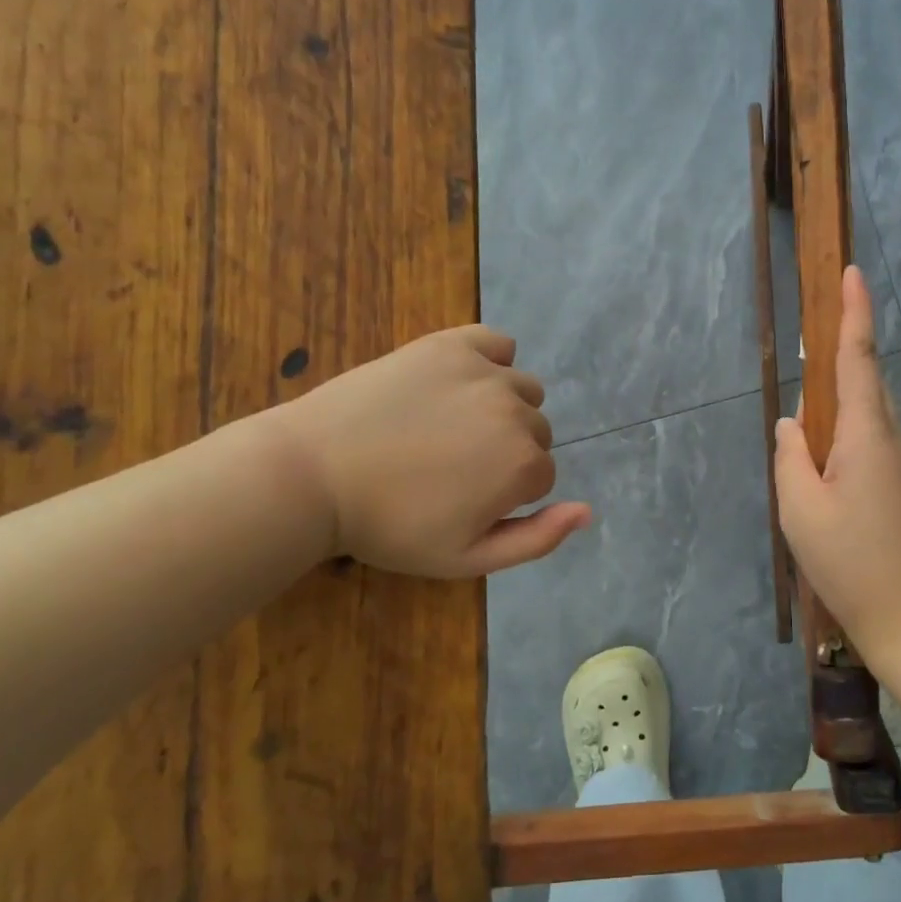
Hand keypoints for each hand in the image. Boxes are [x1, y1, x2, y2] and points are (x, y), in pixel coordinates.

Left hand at [268, 326, 590, 576]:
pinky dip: (491, 360)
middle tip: (451, 465)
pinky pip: (498, 343)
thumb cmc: (389, 526)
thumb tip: (588, 511)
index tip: (462, 499)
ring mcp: (484, 372)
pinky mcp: (450, 344)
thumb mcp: (467, 558)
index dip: (506, 493)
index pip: (542, 475)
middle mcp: (516, 412)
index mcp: (523, 464)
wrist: (312, 474)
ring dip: (502, 408)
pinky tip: (461, 381)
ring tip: (450, 425)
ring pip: (522, 389)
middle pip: (536, 431)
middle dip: (507, 450)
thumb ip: (537, 539)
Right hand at [774, 266, 900, 648]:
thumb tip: (791, 424)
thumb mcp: (800, 508)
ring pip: (871, 419)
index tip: (853, 273)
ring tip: (811, 449)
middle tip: (809, 379)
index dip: (856, 313)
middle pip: (867, 385)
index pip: (860, 358)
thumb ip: (790, 457)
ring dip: (841, 415)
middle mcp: (895, 440)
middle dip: (840, 367)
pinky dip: (850, 443)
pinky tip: (830, 480)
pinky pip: (877, 446)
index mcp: (867, 435)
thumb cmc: (849, 562)